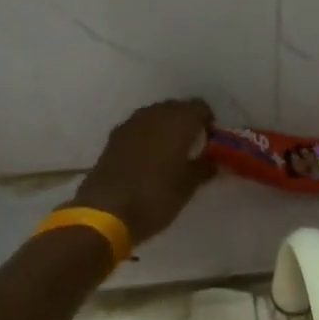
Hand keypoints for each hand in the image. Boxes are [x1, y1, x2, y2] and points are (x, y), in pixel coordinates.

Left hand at [70, 99, 215, 244]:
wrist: (105, 212)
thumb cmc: (155, 197)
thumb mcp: (187, 187)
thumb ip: (204, 168)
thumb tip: (213, 160)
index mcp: (178, 122)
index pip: (200, 107)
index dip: (208, 122)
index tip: (211, 142)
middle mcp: (155, 114)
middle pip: (176, 108)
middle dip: (186, 123)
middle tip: (192, 147)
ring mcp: (131, 123)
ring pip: (155, 115)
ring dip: (165, 128)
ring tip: (170, 153)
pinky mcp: (114, 137)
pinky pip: (138, 128)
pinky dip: (147, 136)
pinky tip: (148, 159)